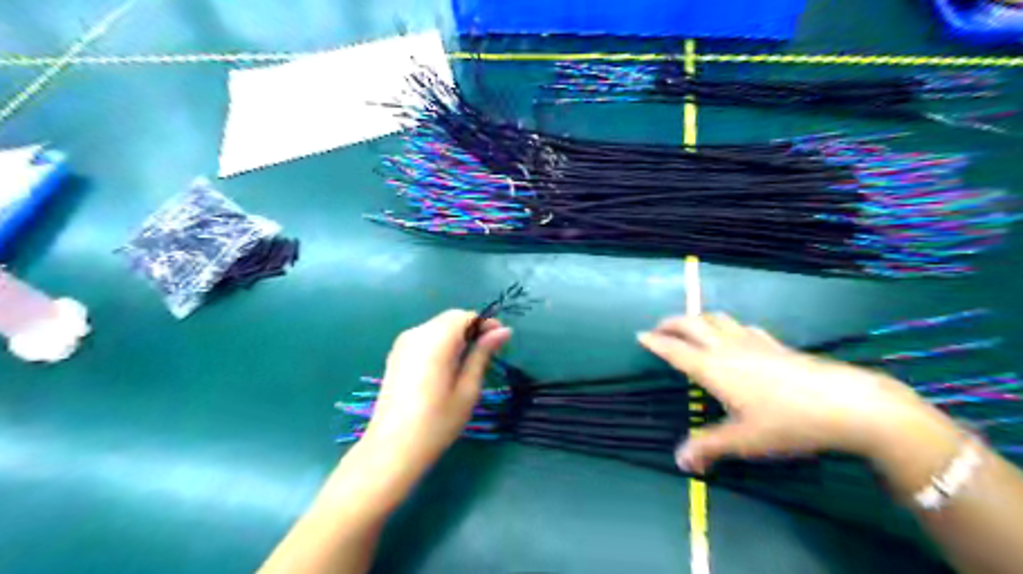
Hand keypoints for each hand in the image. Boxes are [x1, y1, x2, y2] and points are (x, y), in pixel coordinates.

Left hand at [362, 311, 510, 476]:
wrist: (392, 449)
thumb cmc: (437, 422)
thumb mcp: (468, 388)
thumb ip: (483, 354)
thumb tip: (503, 331)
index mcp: (436, 340)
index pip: (465, 316)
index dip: (485, 323)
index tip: (501, 339)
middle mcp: (416, 334)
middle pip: (450, 319)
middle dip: (471, 329)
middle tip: (489, 352)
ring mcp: (402, 344)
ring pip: (437, 327)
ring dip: (456, 336)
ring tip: (470, 361)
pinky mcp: (396, 355)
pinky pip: (424, 338)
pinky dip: (441, 344)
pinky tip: (447, 367)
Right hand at [638, 317, 955, 473]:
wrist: (846, 404)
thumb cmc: (788, 422)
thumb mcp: (745, 440)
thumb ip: (709, 447)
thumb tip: (680, 461)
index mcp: (713, 368)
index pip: (675, 350)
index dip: (655, 342)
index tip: (640, 335)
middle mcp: (727, 348)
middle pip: (692, 324)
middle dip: (672, 323)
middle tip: (659, 329)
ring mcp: (752, 342)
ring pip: (716, 319)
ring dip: (698, 319)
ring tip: (691, 328)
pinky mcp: (774, 344)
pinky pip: (742, 327)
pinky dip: (728, 326)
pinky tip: (735, 335)